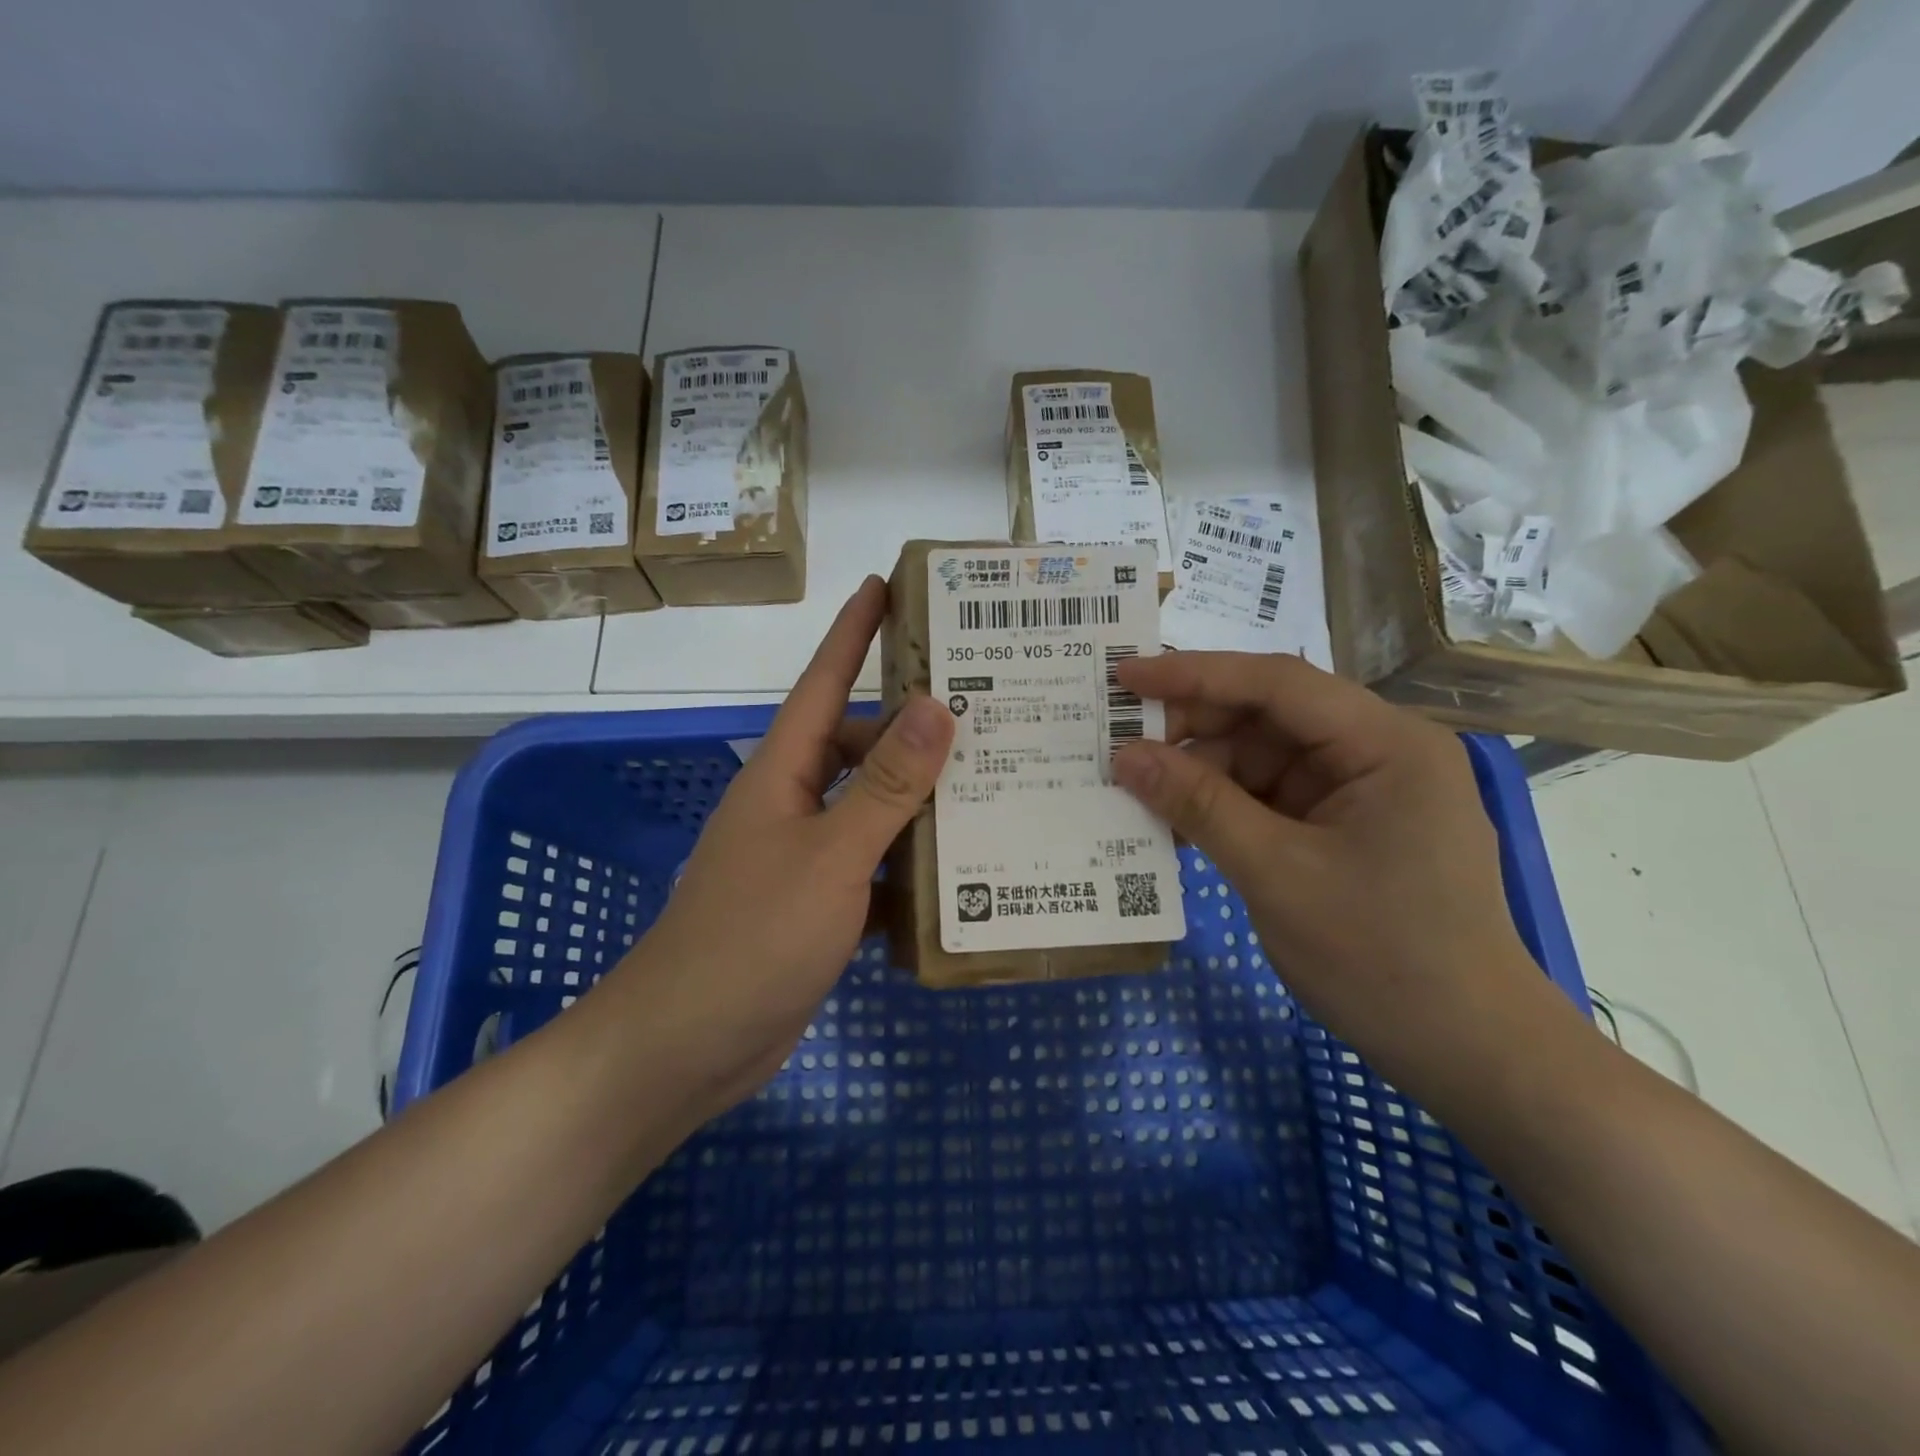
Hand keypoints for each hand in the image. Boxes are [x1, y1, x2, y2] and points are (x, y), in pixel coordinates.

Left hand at [599, 577, 953, 1122]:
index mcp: (784, 773)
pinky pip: (877, 866)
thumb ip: (884, 786)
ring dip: (923, 801)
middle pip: (861, 746)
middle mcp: (794, 803)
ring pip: (874, 808)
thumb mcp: (829, 856)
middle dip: (916, 728)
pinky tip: (967, 872)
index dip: (852, 632)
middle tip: (987, 709)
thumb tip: (934, 707)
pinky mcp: (820, 904)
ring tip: (995, 784)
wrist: (689, 1045)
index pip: (822, 682)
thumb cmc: (752, 937)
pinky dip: (913, 866)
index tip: (886, 584)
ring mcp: (806, 856)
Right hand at [1111, 651, 1554, 1093]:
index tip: (1124, 676)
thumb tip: (1124, 757)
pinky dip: (1224, 810)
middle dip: (1193, 732)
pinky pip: (1270, 800)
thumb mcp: (1276, 874)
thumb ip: (1199, 805)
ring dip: (1202, 777)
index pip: (1277, 683)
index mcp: (1385, 743)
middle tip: (1120, 748)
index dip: (1194, 674)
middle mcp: (1377, 753)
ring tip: (1138, 796)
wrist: (1469, 1054)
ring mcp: (1361, 793)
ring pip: (1262, 761)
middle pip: (1268, 718)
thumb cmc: (1382, 958)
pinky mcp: (1344, 829)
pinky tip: (1177, 827)